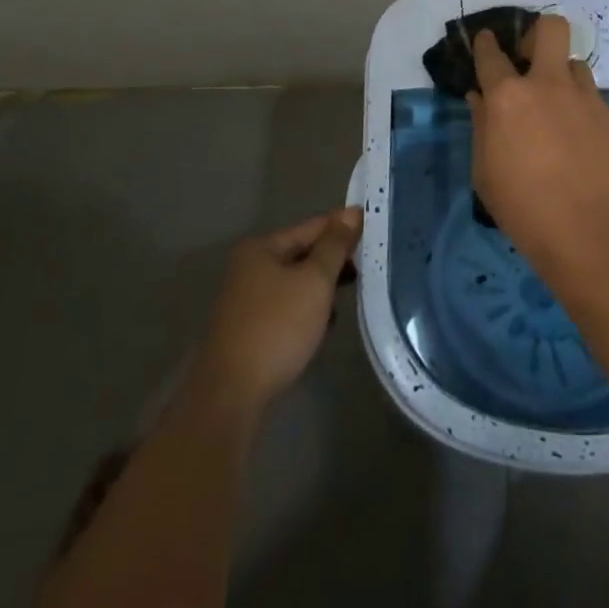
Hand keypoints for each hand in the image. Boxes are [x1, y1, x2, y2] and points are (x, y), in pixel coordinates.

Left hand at [192, 206, 362, 413]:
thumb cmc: (277, 327)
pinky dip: (308, 310)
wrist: (232, 395)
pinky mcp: (251, 329)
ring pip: (298, 282)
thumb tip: (352, 212)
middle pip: (303, 253)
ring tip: (353, 294)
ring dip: (323, 287)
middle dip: (335, 260)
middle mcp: (251, 267)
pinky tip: (325, 324)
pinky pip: (289, 307)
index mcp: (262, 248)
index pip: (312, 226)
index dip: (344, 225)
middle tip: (370, 263)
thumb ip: (335, 245)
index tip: (376, 227)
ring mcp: (248, 300)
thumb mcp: (314, 281)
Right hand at [468, 15, 608, 268]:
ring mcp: (587, 98)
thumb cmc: (523, 207)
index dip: (486, 43)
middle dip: (540, 34)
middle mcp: (549, 85)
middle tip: (534, 59)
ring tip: (564, 112)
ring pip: (577, 67)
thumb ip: (482, 126)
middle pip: (551, 29)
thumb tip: (480, 98)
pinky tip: (589, 148)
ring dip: (565, 81)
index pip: (491, 54)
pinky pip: (598, 106)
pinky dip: (589, 118)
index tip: (486, 40)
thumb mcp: (485, 172)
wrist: (591, 232)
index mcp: (508, 97)